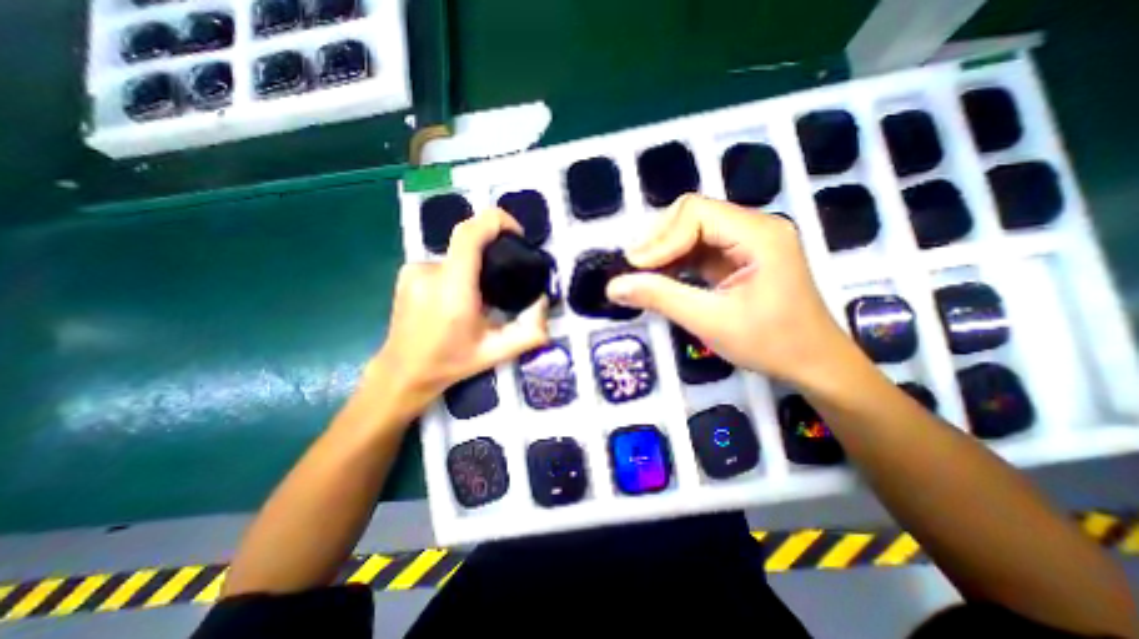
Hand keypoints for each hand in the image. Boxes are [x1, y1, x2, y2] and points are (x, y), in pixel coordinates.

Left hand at [373, 208, 550, 415]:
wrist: (402, 373)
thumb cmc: (451, 363)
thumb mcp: (498, 352)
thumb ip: (531, 332)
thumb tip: (543, 301)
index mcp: (453, 288)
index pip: (471, 233)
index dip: (497, 221)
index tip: (516, 233)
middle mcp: (430, 271)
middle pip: (468, 241)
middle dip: (492, 254)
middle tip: (502, 283)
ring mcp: (414, 270)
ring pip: (458, 256)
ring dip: (474, 269)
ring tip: (479, 299)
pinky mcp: (407, 273)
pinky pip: (443, 264)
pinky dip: (457, 274)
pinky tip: (456, 300)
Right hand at [604, 196, 853, 384]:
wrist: (813, 364)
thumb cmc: (771, 344)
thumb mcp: (711, 322)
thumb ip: (661, 298)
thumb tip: (613, 286)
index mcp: (758, 234)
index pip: (696, 213)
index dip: (660, 238)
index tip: (635, 268)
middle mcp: (754, 227)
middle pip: (692, 214)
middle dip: (659, 241)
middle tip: (634, 270)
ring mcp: (747, 240)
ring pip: (692, 230)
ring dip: (664, 251)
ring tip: (642, 275)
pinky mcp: (739, 256)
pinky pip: (699, 248)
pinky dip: (675, 261)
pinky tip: (662, 278)